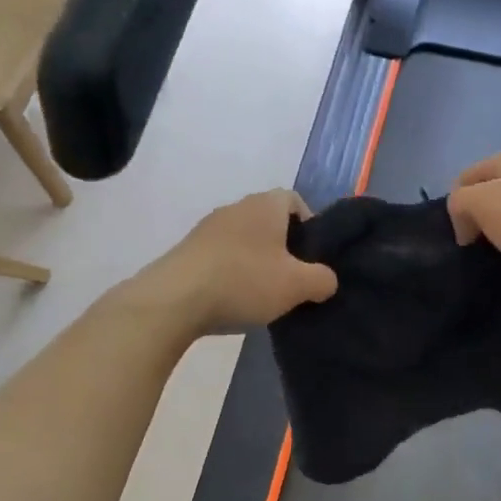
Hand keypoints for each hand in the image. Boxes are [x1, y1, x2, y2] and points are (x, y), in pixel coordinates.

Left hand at [135, 189, 337, 335]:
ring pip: (245, 239)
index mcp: (265, 205)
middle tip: (293, 279)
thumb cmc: (244, 282)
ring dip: (257, 261)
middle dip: (284, 247)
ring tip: (264, 294)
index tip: (314, 257)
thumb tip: (326, 280)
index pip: (295, 200)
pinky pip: (222, 256)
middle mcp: (236, 208)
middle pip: (269, 221)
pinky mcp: (188, 250)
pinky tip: (234, 299)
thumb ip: (322, 279)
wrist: (174, 299)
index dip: (310, 225)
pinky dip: (233, 272)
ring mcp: (208, 228)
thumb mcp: (297, 286)